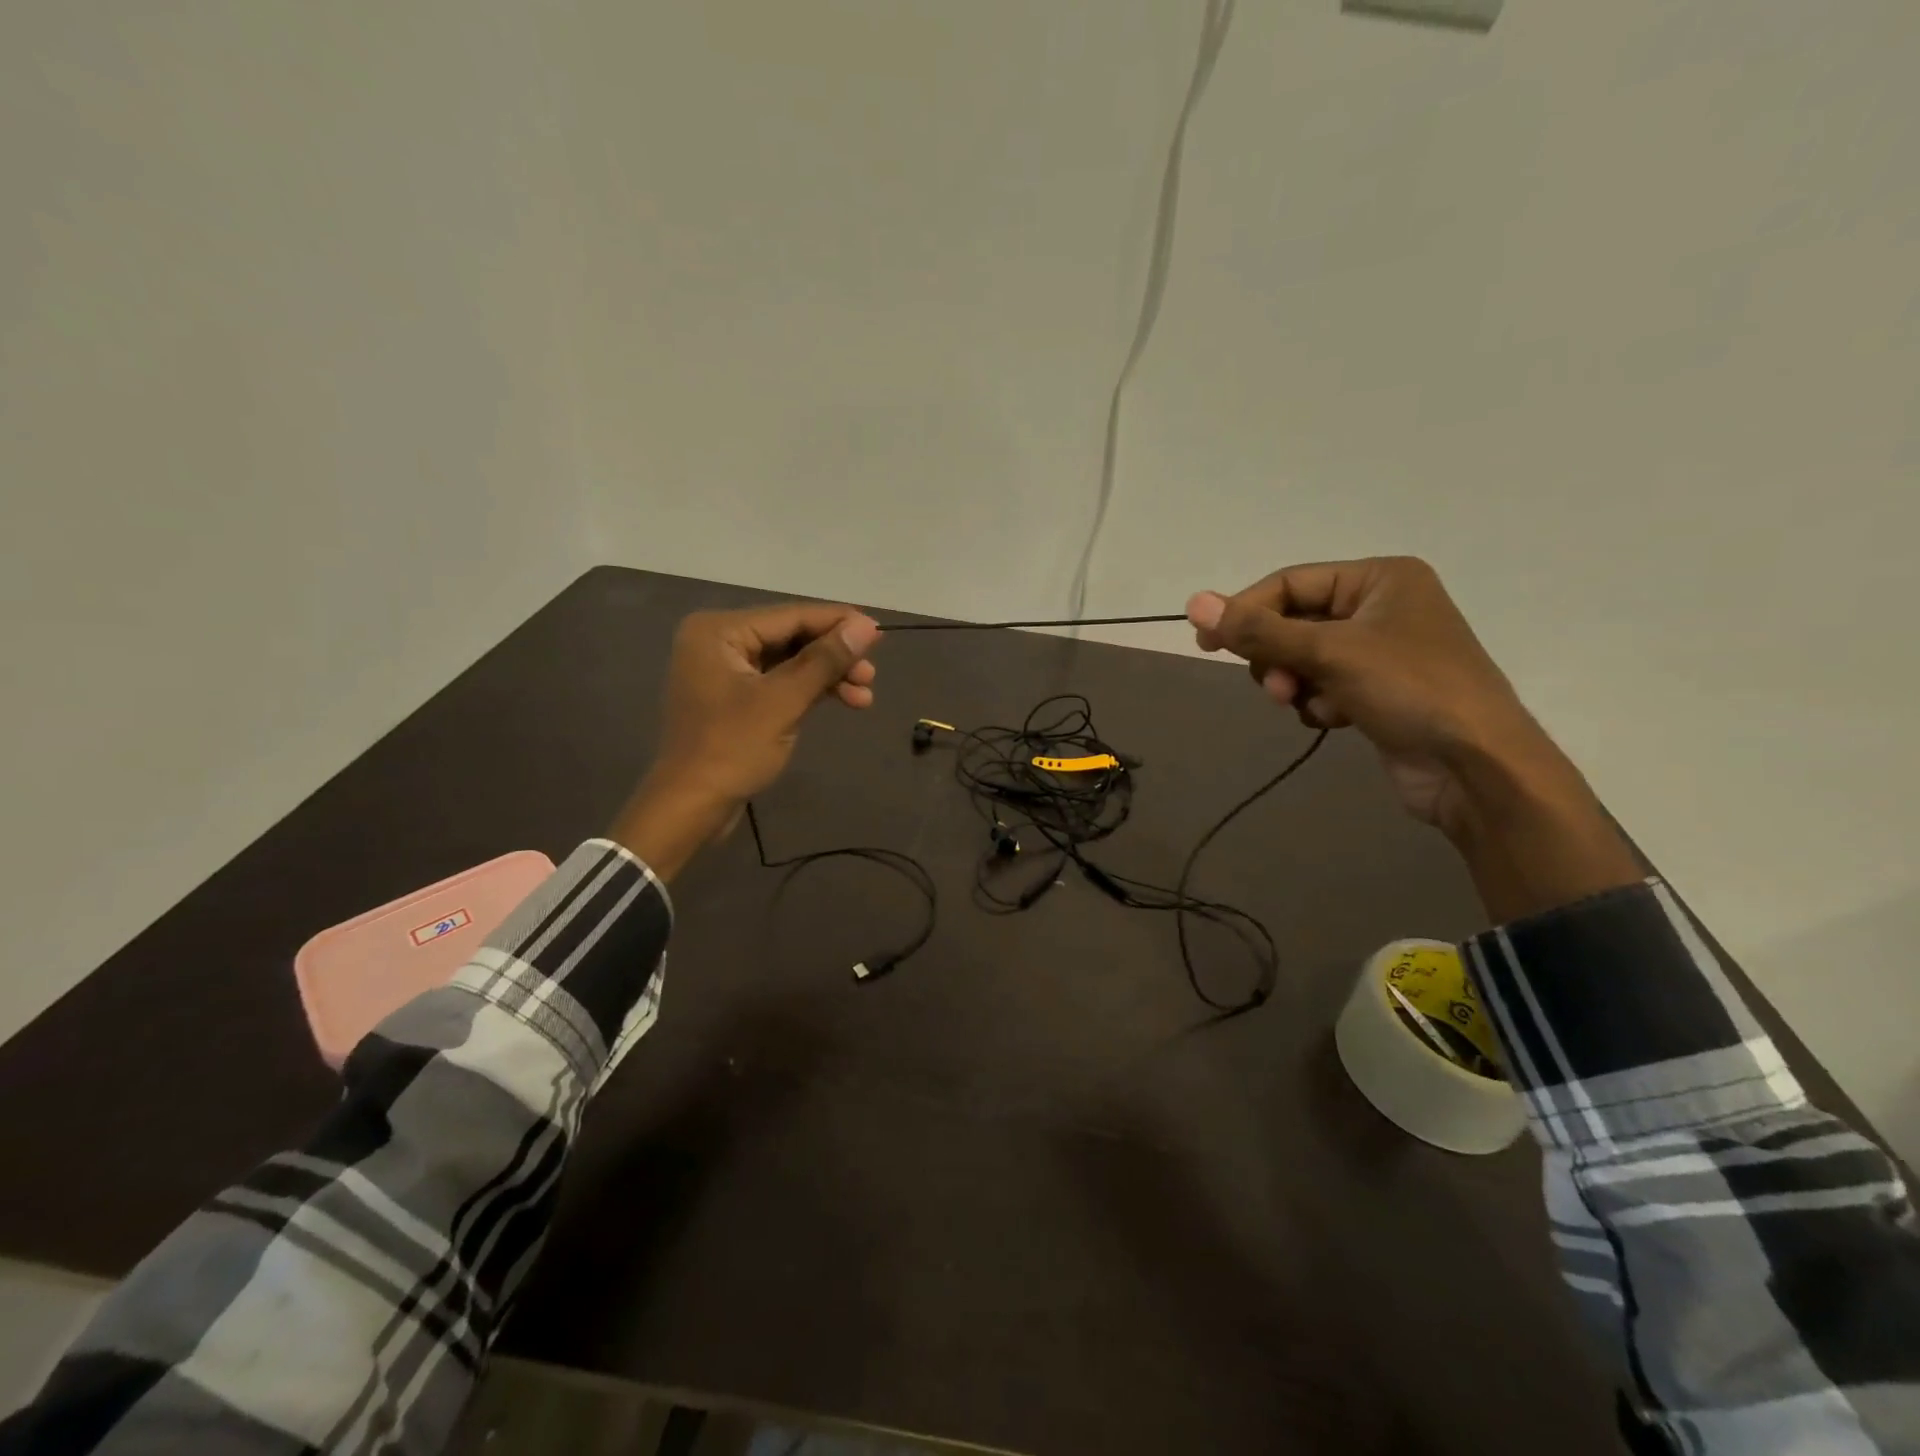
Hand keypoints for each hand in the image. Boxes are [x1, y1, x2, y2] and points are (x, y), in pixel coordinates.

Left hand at [608, 603, 881, 877]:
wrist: (690, 807)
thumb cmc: (732, 748)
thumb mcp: (783, 701)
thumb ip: (825, 660)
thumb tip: (867, 627)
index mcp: (719, 631)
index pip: (791, 616)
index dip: (839, 623)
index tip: (880, 633)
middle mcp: (719, 641)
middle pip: (791, 637)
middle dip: (834, 656)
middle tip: (872, 675)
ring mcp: (726, 671)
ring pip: (790, 662)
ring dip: (828, 677)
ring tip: (864, 697)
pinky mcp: (735, 698)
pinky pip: (780, 682)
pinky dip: (810, 691)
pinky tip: (843, 700)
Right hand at [1186, 557, 1640, 920]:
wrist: (1476, 767)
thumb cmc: (1410, 690)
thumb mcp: (1329, 653)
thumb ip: (1259, 630)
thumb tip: (1194, 602)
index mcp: (1379, 579)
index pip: (1290, 584)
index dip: (1245, 611)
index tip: (1206, 643)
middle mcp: (1381, 607)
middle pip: (1294, 622)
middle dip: (1277, 656)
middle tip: (1276, 686)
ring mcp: (1381, 652)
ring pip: (1304, 658)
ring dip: (1296, 683)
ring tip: (1307, 704)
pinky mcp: (1378, 692)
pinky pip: (1323, 685)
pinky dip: (1318, 702)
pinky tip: (1335, 719)